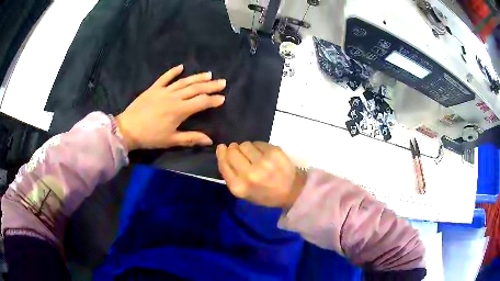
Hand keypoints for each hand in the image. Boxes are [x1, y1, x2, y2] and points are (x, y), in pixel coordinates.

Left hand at [115, 65, 225, 150]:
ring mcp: (163, 91)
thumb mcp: (171, 140)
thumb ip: (191, 138)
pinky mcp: (154, 88)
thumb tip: (210, 140)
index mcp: (180, 110)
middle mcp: (174, 97)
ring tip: (209, 74)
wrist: (128, 129)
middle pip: (195, 89)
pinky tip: (181, 67)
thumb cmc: (150, 137)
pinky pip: (165, 77)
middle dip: (210, 86)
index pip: (201, 102)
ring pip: (184, 82)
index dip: (213, 100)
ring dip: (197, 77)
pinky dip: (173, 71)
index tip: (223, 98)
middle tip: (222, 82)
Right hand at [216, 142, 306, 208]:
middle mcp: (249, 174)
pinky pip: (258, 143)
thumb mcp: (244, 192)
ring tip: (254, 156)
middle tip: (240, 152)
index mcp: (239, 187)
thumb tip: (222, 151)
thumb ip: (230, 174)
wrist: (292, 191)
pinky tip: (264, 155)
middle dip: (233, 149)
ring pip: (245, 144)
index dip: (221, 153)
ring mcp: (262, 162)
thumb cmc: (266, 194)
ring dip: (247, 148)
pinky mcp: (274, 152)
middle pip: (232, 151)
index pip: (223, 163)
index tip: (223, 148)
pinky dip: (258, 147)